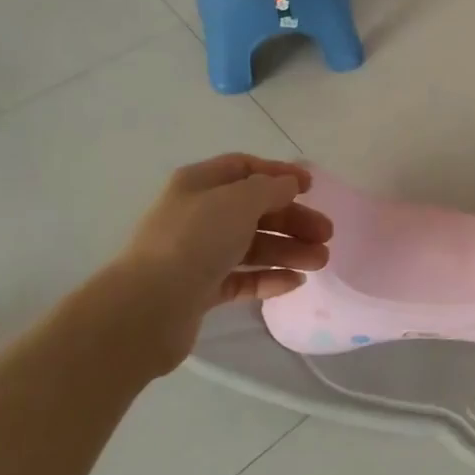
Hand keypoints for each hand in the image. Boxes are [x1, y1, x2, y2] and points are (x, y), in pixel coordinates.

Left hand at [102, 154, 332, 371]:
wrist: (148, 308)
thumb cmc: (195, 240)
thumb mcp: (240, 200)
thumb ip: (271, 188)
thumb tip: (288, 185)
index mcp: (199, 184)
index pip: (244, 167)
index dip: (279, 173)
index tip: (311, 187)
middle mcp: (197, 215)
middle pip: (254, 210)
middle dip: (293, 219)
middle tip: (326, 234)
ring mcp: (198, 254)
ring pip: (252, 245)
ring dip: (289, 249)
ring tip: (320, 262)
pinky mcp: (201, 290)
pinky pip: (242, 277)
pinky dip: (269, 277)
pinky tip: (295, 282)